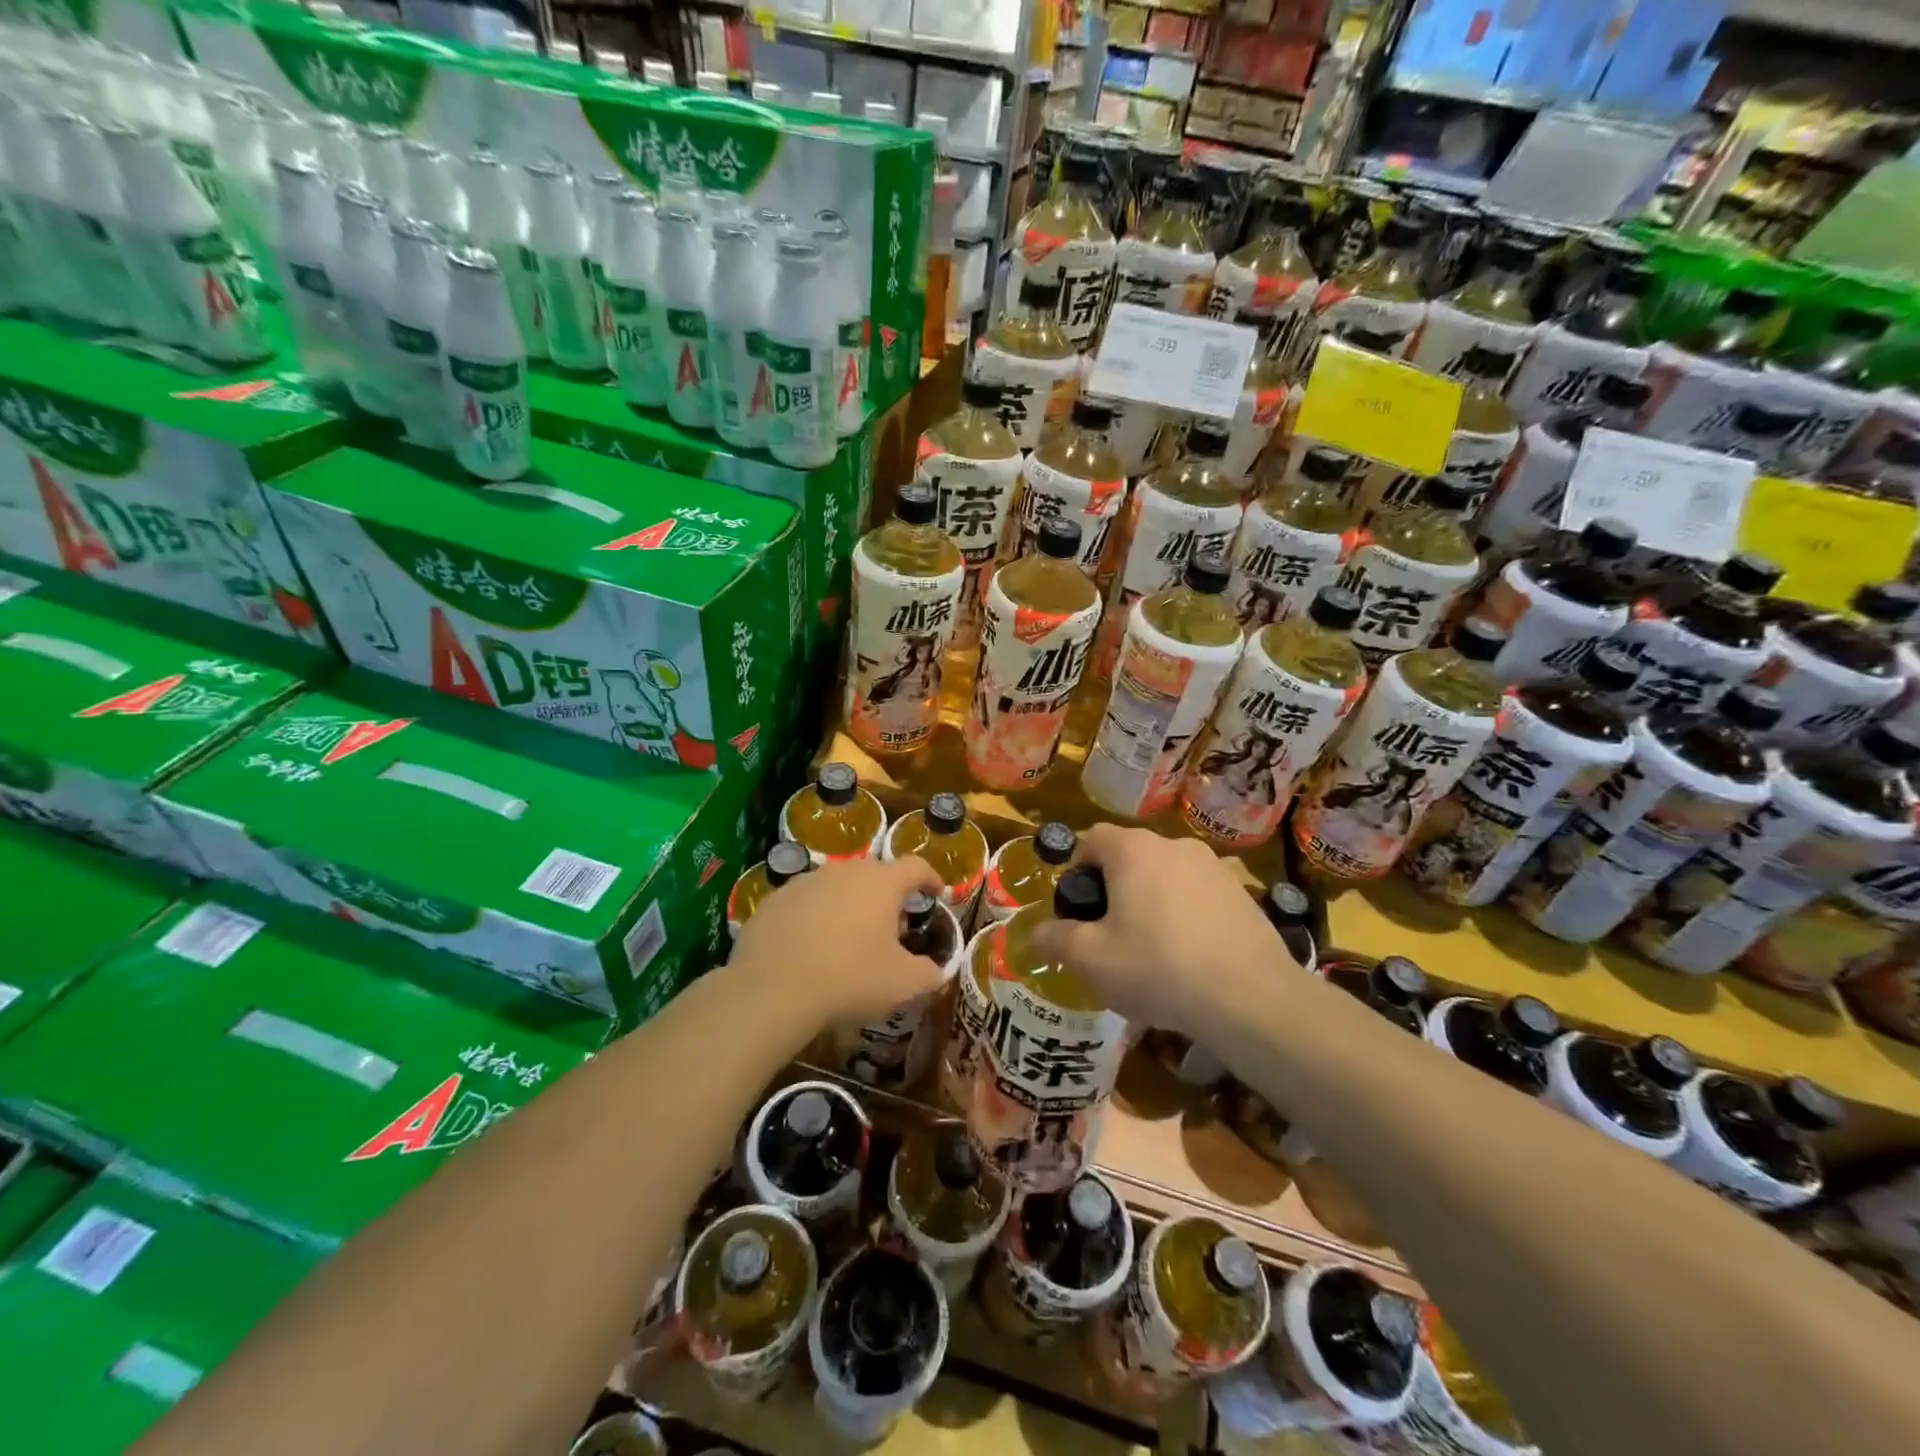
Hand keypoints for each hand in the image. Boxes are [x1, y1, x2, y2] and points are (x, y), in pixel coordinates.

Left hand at [732, 854, 947, 1032]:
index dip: (931, 878)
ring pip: (838, 887)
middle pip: (875, 875)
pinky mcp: (774, 899)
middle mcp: (844, 870)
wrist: (771, 990)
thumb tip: (935, 971)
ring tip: (849, 940)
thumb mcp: (903, 984)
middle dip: (888, 897)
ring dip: (850, 905)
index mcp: (881, 882)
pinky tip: (811, 948)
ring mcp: (805, 881)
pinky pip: (806, 903)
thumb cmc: (849, 978)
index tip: (936, 893)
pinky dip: (815, 918)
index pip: (916, 867)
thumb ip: (928, 973)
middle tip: (892, 929)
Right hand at [1030, 825, 1298, 1038]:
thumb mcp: (1091, 960)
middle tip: (1108, 934)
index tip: (1077, 908)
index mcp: (1134, 850)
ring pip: (1167, 878)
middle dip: (1114, 889)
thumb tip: (1037, 933)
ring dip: (1151, 903)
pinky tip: (1189, 959)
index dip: (1077, 868)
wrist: (1250, 998)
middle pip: (1131, 857)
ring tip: (1151, 952)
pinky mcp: (1243, 894)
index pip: (1092, 839)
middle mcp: (1175, 846)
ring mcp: (1215, 868)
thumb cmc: (1157, 968)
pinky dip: (1186, 917)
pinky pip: (1199, 897)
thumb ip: (1057, 939)